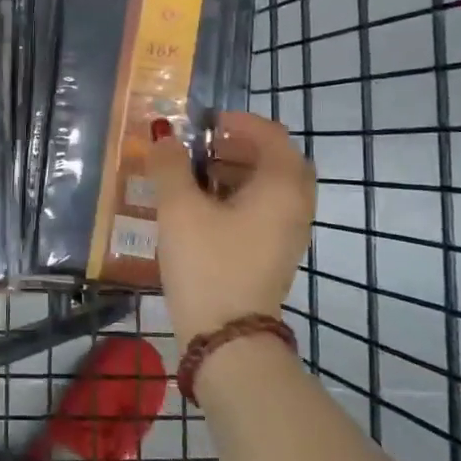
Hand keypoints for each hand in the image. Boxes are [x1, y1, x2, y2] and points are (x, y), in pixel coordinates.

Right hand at [148, 110, 315, 346]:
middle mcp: (295, 205)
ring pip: (268, 186)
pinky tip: (202, 208)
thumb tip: (164, 136)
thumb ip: (169, 165)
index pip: (271, 134)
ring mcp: (288, 232)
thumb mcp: (179, 209)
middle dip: (237, 146)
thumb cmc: (207, 264)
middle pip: (274, 159)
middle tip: (201, 147)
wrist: (227, 337)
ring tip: (194, 175)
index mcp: (281, 186)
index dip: (238, 122)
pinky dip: (238, 196)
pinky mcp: (274, 253)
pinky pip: (263, 209)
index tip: (204, 124)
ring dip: (236, 171)